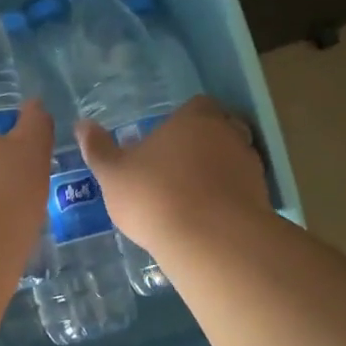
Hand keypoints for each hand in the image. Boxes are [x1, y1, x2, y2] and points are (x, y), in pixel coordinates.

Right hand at [76, 96, 269, 256]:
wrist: (209, 239)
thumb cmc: (155, 196)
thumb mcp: (113, 174)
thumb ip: (98, 149)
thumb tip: (82, 124)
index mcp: (195, 119)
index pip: (197, 105)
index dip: (183, 120)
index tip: (166, 140)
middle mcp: (228, 134)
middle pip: (221, 129)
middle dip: (204, 145)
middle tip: (179, 168)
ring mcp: (250, 167)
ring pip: (234, 161)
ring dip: (219, 173)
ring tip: (193, 198)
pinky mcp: (263, 199)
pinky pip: (243, 192)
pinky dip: (229, 200)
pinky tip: (208, 220)